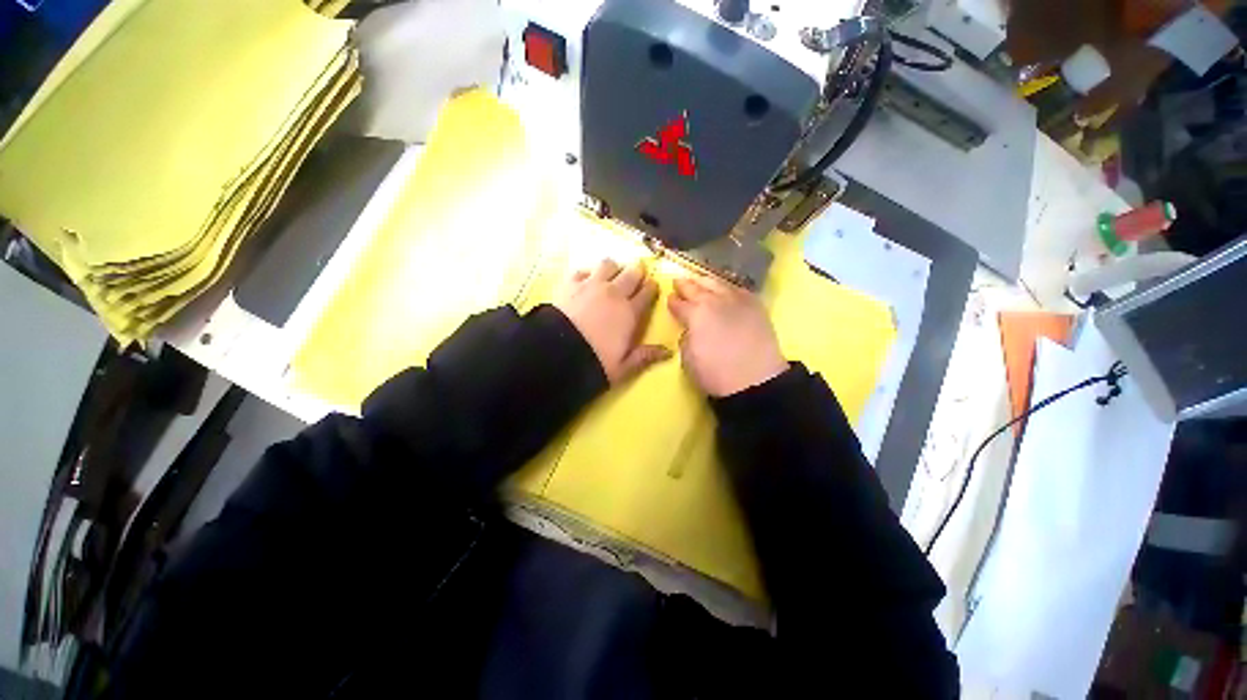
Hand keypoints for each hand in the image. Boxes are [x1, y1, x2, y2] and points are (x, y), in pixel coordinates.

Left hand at [554, 260, 671, 383]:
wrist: (559, 353)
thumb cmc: (596, 362)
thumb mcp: (624, 366)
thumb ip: (646, 356)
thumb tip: (668, 352)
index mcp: (630, 312)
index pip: (647, 292)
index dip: (652, 287)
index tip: (652, 286)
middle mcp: (614, 293)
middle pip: (632, 273)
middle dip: (637, 272)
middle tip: (636, 276)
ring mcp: (592, 285)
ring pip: (609, 264)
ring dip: (613, 268)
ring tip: (611, 275)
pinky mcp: (571, 284)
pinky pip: (583, 270)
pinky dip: (587, 273)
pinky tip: (586, 281)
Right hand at [668, 275, 788, 397]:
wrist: (755, 381)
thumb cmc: (715, 373)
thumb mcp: (688, 359)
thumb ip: (686, 338)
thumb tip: (690, 330)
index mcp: (696, 314)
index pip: (679, 303)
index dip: (673, 301)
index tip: (670, 299)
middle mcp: (716, 301)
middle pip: (697, 288)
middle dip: (686, 284)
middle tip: (679, 281)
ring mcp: (737, 301)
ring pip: (718, 283)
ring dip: (706, 281)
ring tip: (700, 280)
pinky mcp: (756, 306)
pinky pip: (739, 289)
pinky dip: (728, 287)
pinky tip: (726, 289)